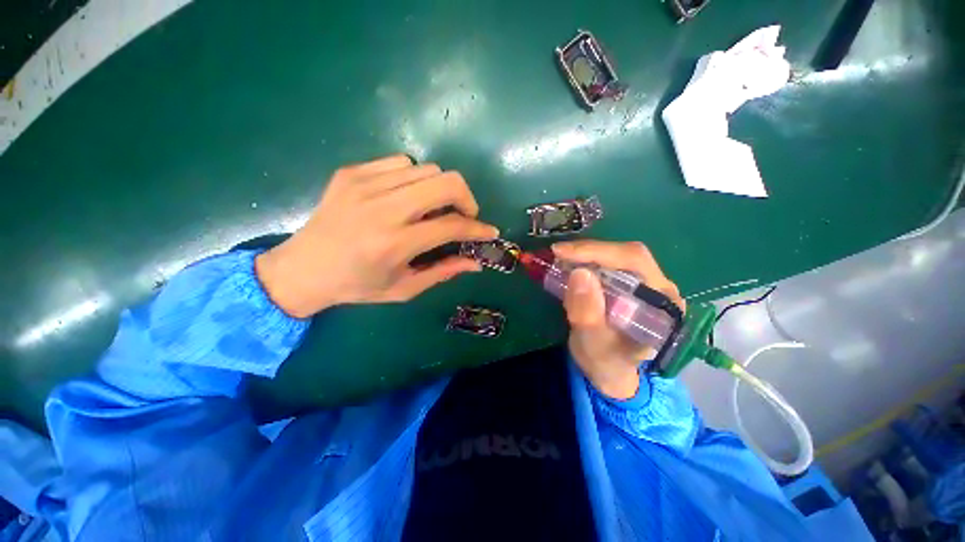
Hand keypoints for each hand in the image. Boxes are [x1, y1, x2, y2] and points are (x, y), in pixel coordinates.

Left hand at [255, 155, 498, 317]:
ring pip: (427, 169)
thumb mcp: (404, 288)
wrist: (302, 269)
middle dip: (466, 198)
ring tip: (431, 208)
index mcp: (395, 244)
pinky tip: (406, 196)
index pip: (452, 225)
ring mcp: (364, 184)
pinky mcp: (352, 172)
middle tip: (463, 215)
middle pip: (446, 182)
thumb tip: (476, 262)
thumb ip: (444, 272)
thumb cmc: (357, 285)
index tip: (489, 232)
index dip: (478, 229)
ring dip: (439, 189)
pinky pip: (400, 162)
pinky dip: (414, 178)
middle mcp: (383, 209)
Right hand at [553, 240, 685, 399]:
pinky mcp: (630, 284)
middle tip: (558, 253)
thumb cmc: (605, 362)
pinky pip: (608, 264)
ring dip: (585, 255)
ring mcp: (646, 284)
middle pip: (627, 254)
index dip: (598, 252)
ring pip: (616, 256)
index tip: (562, 252)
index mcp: (663, 305)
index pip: (635, 262)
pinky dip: (585, 261)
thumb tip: (579, 272)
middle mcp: (660, 288)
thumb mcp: (593, 344)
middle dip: (589, 251)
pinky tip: (569, 265)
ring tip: (560, 259)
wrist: (610, 370)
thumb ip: (587, 314)